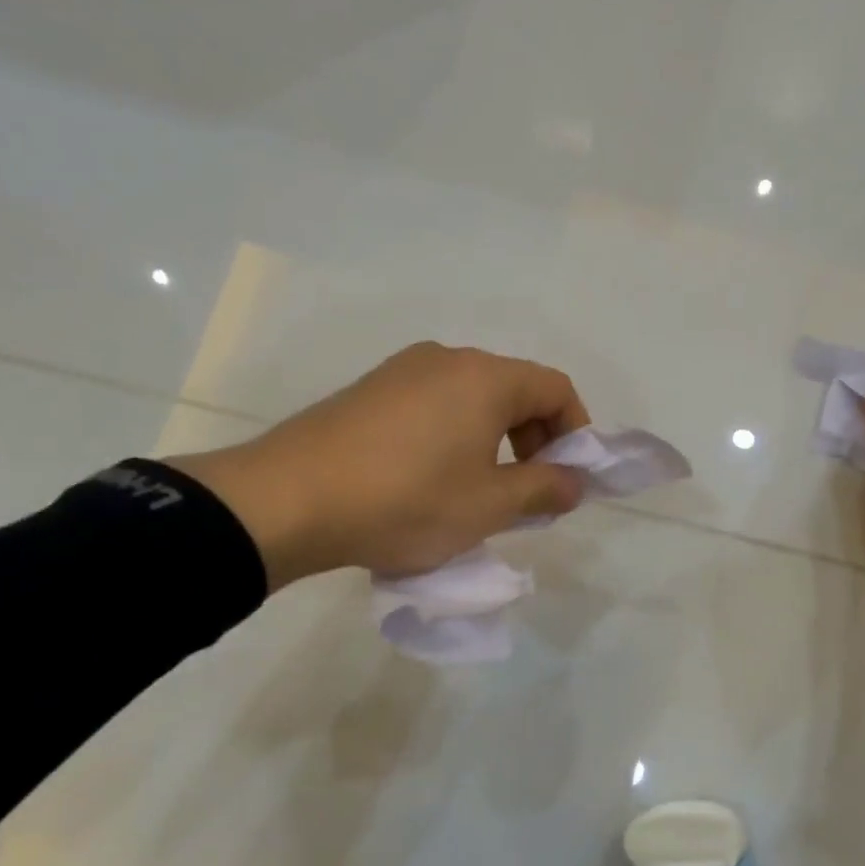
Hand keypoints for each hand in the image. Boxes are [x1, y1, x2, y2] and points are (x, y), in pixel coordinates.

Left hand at [169, 343, 590, 588]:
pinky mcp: (369, 391)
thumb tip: (574, 481)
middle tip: (526, 494)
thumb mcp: (489, 506)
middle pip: (515, 390)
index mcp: (485, 377)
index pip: (556, 388)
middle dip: (535, 441)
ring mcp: (402, 371)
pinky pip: (433, 406)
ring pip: (472, 400)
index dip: (576, 432)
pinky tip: (430, 481)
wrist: (288, 500)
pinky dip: (454, 437)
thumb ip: (544, 489)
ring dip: (494, 442)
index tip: (567, 479)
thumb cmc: (407, 501)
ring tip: (478, 493)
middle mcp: (447, 359)